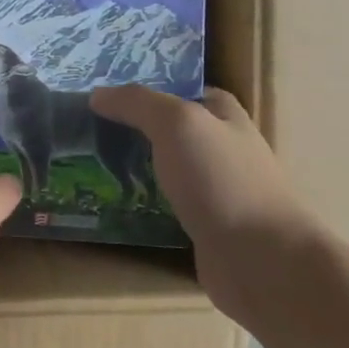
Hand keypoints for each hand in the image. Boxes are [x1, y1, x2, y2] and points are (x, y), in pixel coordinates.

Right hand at [89, 85, 322, 314]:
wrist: (258, 258)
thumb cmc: (221, 180)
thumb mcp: (178, 124)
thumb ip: (138, 104)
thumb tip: (98, 94)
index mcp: (226, 118)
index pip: (188, 92)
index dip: (154, 89)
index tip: (112, 94)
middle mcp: (224, 150)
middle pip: (176, 132)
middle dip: (138, 129)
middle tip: (90, 129)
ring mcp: (216, 191)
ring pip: (169, 170)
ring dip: (137, 167)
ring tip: (92, 165)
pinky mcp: (205, 227)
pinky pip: (166, 206)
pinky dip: (143, 203)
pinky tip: (114, 204)